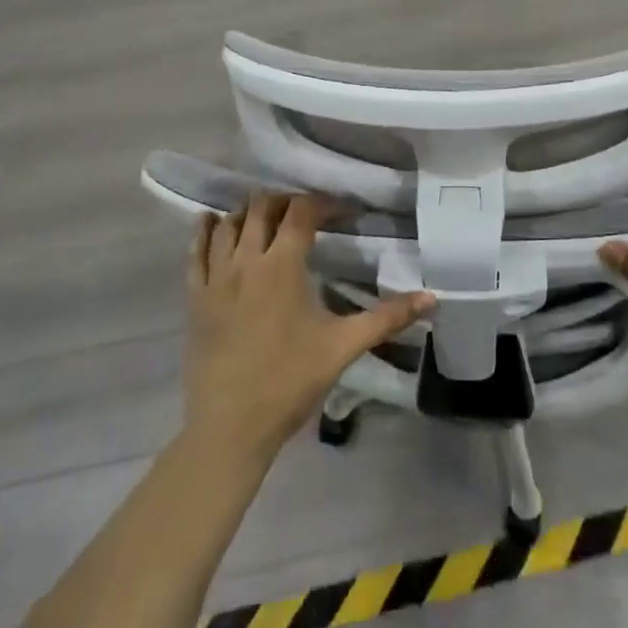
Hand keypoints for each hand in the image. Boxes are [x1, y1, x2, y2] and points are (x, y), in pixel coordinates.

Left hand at [184, 192, 433, 462]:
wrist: (230, 427)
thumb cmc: (290, 381)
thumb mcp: (343, 346)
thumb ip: (387, 318)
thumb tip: (432, 298)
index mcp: (283, 265)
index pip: (302, 211)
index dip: (324, 202)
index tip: (343, 212)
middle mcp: (247, 260)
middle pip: (262, 207)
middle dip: (286, 201)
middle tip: (307, 214)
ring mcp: (216, 277)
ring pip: (228, 224)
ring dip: (249, 213)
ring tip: (268, 220)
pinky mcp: (195, 297)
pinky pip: (196, 251)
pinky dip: (206, 231)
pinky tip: (213, 223)